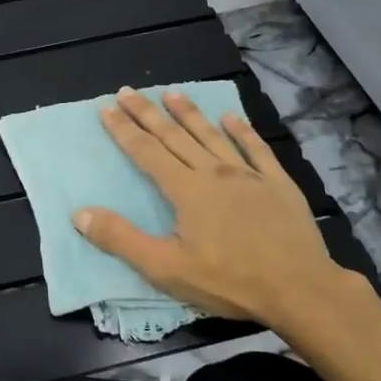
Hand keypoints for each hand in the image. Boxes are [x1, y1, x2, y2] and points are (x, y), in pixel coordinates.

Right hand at [74, 87, 368, 334]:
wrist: (300, 289)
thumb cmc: (229, 281)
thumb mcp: (166, 268)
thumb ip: (121, 239)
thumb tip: (80, 214)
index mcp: (185, 190)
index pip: (146, 152)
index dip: (124, 129)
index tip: (106, 107)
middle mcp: (213, 172)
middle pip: (174, 136)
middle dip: (147, 113)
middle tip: (127, 91)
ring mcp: (248, 175)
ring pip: (211, 135)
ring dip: (189, 113)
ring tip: (172, 93)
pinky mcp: (278, 184)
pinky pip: (256, 149)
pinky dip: (242, 131)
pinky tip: (232, 117)